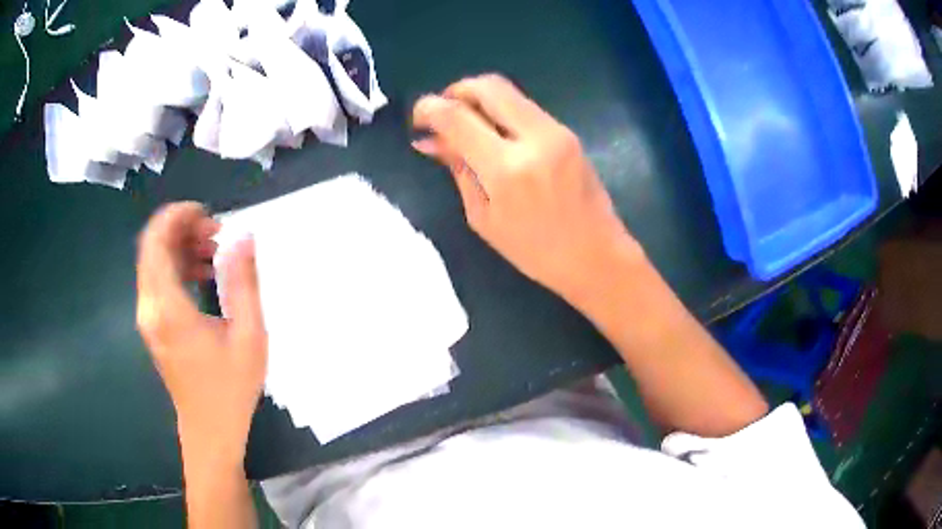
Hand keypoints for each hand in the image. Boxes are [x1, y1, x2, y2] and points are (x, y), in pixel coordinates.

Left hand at [136, 203, 265, 466]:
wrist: (210, 432)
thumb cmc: (230, 389)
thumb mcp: (248, 336)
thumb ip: (244, 282)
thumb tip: (244, 238)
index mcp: (167, 307)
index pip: (156, 240)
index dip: (177, 215)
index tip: (208, 213)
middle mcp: (149, 307)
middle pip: (154, 246)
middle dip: (184, 229)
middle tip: (218, 233)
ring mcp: (149, 317)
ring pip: (155, 262)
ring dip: (181, 247)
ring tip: (215, 251)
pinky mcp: (154, 326)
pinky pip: (159, 281)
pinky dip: (178, 267)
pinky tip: (205, 274)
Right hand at [412, 74, 641, 301]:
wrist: (596, 255)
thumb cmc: (535, 251)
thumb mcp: (484, 218)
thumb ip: (458, 170)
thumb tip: (429, 141)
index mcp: (507, 169)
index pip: (457, 117)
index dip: (429, 108)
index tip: (418, 117)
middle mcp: (534, 138)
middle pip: (488, 85)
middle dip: (457, 91)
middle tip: (443, 113)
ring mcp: (556, 131)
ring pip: (509, 91)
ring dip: (480, 99)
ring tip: (466, 124)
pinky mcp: (567, 132)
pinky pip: (525, 107)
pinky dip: (501, 110)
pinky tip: (494, 134)